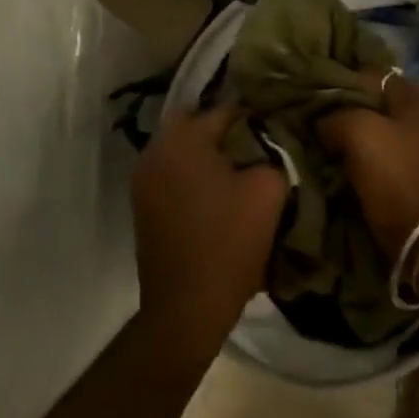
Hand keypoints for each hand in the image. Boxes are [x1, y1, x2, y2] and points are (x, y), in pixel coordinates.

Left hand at [131, 104, 287, 369]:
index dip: (256, 119)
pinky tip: (217, 194)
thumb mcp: (268, 190)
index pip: (227, 110)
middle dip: (227, 132)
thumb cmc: (229, 242)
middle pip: (199, 124)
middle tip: (256, 149)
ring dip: (208, 154)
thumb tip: (268, 144)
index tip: (277, 130)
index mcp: (183, 137)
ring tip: (239, 172)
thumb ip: (272, 153)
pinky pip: (173, 172)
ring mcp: (143, 177)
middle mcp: (156, 148)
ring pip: (183, 148)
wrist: (186, 308)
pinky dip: (193, 174)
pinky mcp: (141, 203)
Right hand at [319, 73, 418, 257]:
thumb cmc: (396, 174)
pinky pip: (375, 154)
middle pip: (370, 103)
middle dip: (342, 111)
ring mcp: (418, 145)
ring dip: (346, 136)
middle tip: (311, 120)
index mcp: (416, 95)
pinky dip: (356, 157)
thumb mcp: (358, 132)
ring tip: (317, 141)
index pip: (367, 74)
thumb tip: (321, 121)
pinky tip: (333, 161)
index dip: (338, 82)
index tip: (311, 94)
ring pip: (371, 130)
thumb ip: (335, 115)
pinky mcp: (409, 172)